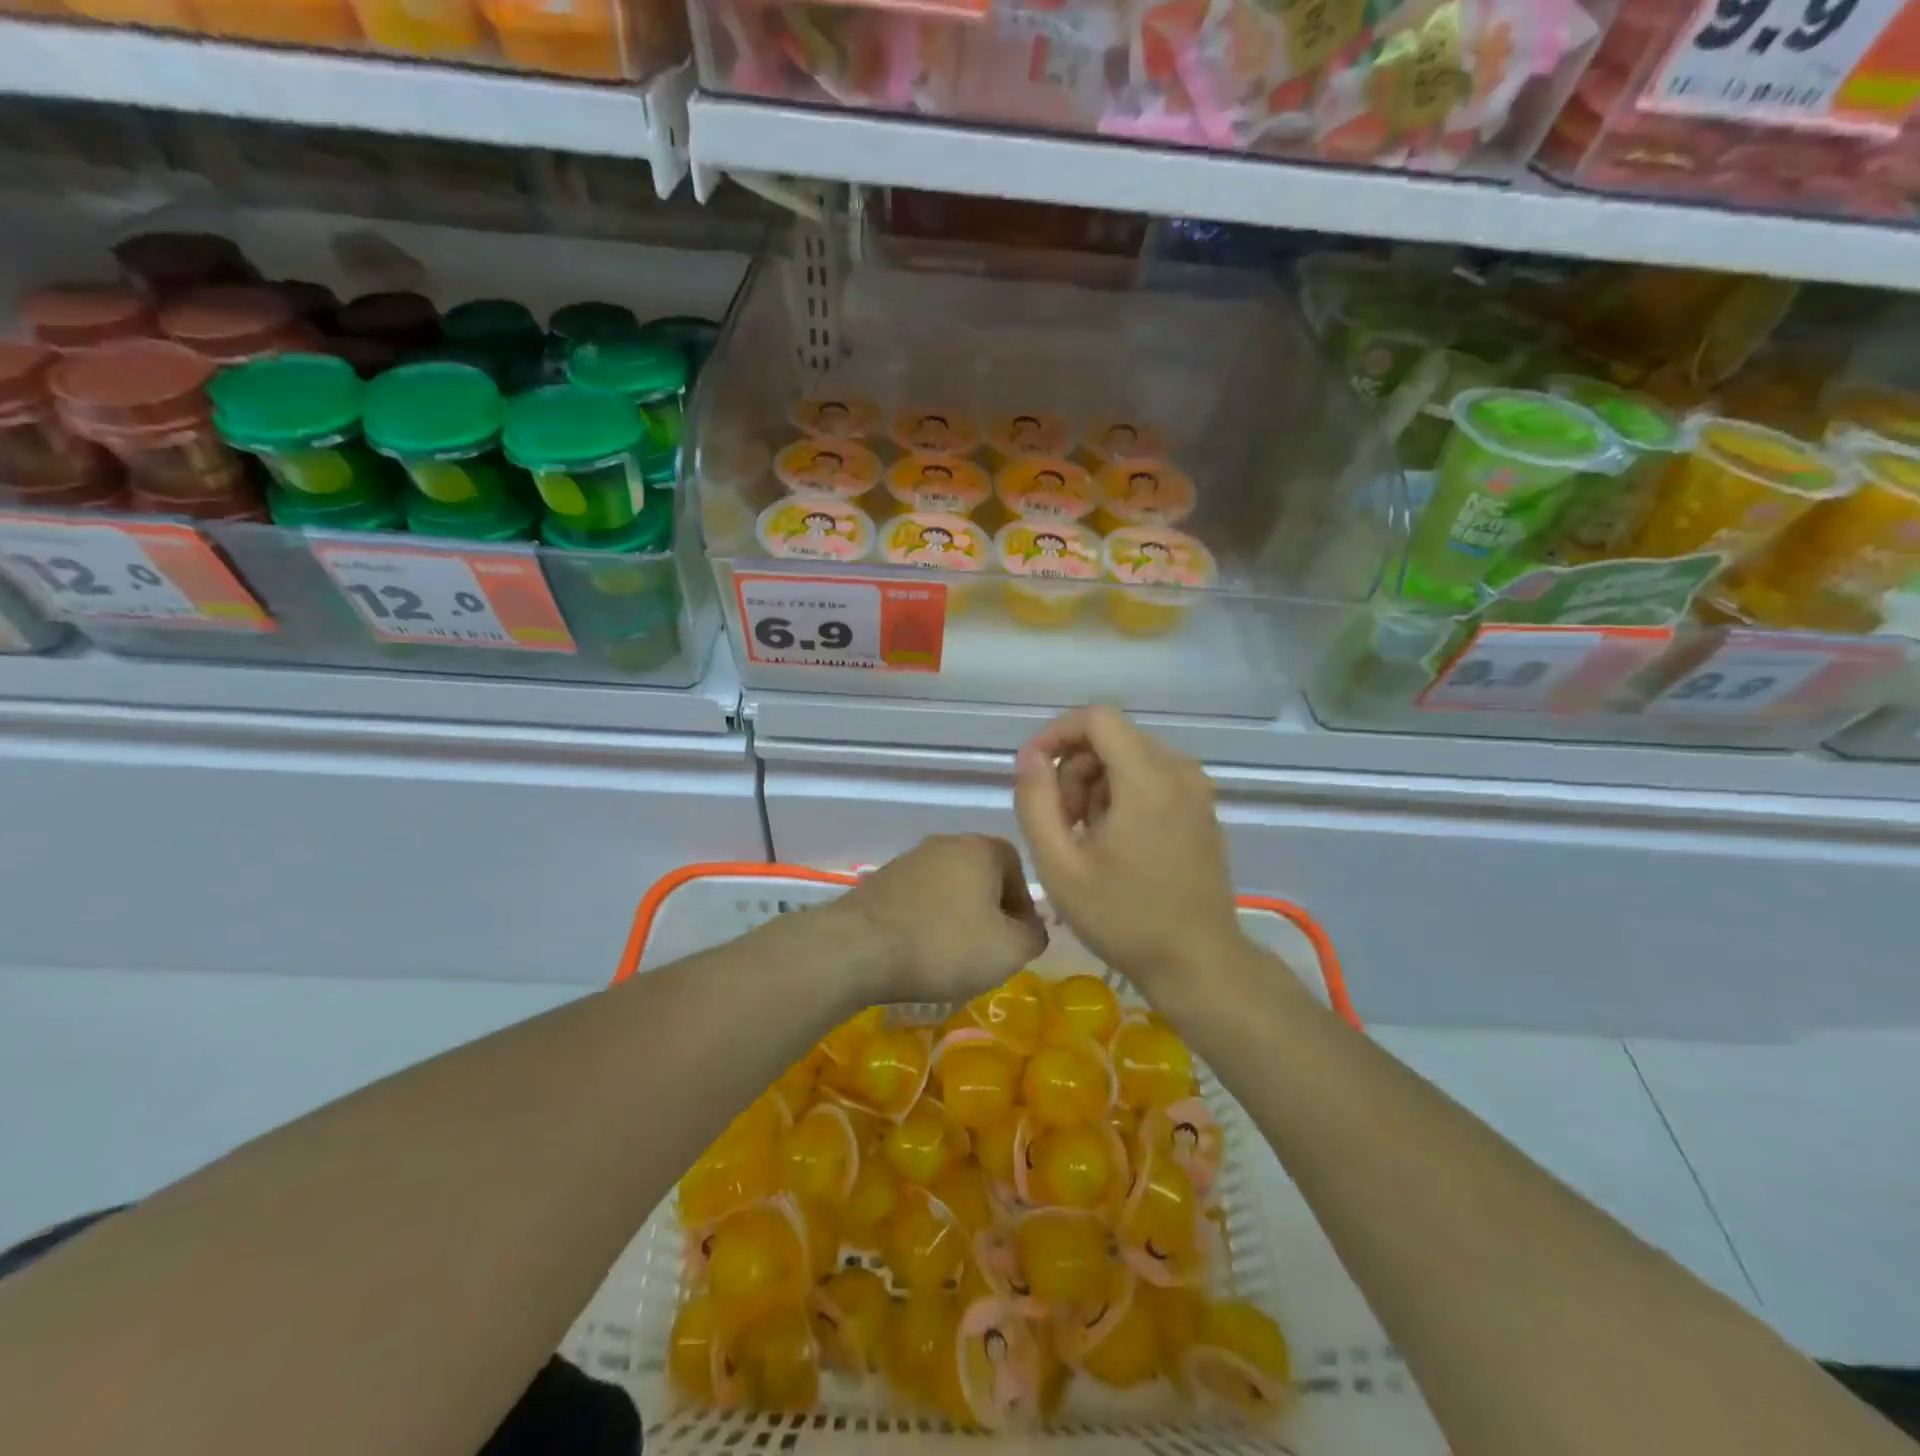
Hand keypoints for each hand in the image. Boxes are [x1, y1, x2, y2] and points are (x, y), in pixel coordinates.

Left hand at [832, 835, 1047, 1003]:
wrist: (858, 948)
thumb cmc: (945, 944)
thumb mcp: (1008, 950)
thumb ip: (1033, 936)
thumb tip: (1031, 929)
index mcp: (980, 848)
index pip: (1017, 866)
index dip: (1023, 904)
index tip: (1017, 938)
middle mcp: (944, 843)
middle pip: (981, 875)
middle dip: (990, 911)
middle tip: (988, 949)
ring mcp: (908, 860)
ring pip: (948, 888)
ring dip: (957, 917)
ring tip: (952, 956)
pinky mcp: (880, 881)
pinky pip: (918, 900)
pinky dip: (926, 921)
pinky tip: (920, 952)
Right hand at [1014, 706, 1245, 995]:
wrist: (1198, 963)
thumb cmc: (1124, 918)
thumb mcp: (1060, 866)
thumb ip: (1036, 802)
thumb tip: (1030, 756)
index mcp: (1147, 778)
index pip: (1097, 718)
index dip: (1056, 734)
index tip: (1032, 771)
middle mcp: (1179, 771)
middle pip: (1112, 738)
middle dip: (1074, 768)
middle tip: (1060, 823)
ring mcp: (1196, 789)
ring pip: (1130, 757)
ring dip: (1095, 784)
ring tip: (1084, 838)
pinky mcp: (1202, 808)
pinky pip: (1152, 778)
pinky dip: (1122, 795)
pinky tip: (1114, 842)